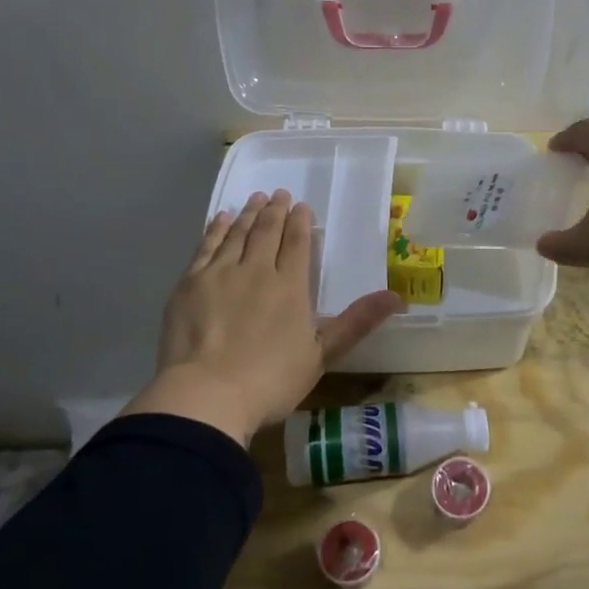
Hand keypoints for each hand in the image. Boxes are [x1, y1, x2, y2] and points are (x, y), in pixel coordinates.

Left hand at [126, 191, 401, 446]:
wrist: (207, 395)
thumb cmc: (270, 381)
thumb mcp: (322, 355)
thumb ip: (357, 322)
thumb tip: (397, 297)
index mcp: (290, 286)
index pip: (298, 243)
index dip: (301, 222)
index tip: (302, 206)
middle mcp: (257, 270)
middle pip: (268, 231)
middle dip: (275, 210)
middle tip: (279, 194)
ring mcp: (221, 274)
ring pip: (238, 234)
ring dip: (249, 214)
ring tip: (255, 199)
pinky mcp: (190, 283)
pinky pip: (207, 246)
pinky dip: (216, 229)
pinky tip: (221, 219)